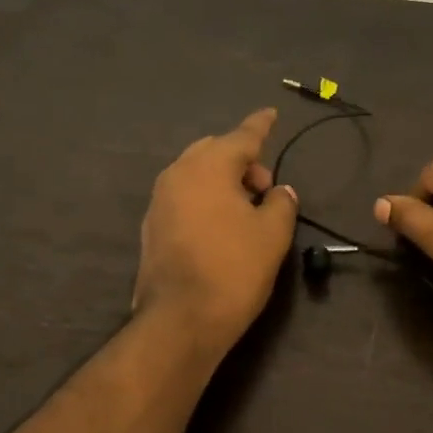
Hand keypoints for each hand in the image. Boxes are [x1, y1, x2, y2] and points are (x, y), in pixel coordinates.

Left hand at [134, 109, 298, 350]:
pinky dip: (205, 198)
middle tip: (265, 185)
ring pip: (196, 174)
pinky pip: (184, 197)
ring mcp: (160, 200)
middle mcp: (178, 174)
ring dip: (222, 180)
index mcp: (208, 166)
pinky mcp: (152, 226)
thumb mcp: (272, 234)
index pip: (242, 136)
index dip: (261, 125)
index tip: (272, 113)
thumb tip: (279, 191)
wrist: (181, 319)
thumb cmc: (234, 269)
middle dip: (242, 159)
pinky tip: (221, 225)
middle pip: (214, 151)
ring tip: (246, 208)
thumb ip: (280, 203)